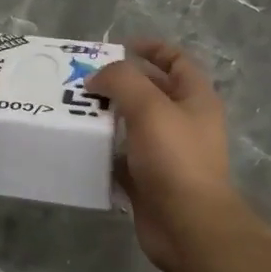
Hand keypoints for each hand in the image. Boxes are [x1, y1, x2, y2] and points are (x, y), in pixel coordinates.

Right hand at [89, 40, 239, 271]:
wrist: (187, 226)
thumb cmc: (175, 158)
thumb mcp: (149, 106)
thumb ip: (122, 81)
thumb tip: (97, 78)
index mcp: (196, 99)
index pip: (176, 61)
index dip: (151, 48)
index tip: (119, 45)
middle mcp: (184, 123)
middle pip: (151, 92)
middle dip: (119, 83)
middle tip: (83, 80)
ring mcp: (167, 154)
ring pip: (133, 125)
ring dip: (107, 117)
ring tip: (74, 110)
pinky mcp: (149, 181)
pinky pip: (123, 158)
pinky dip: (104, 151)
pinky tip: (82, 146)